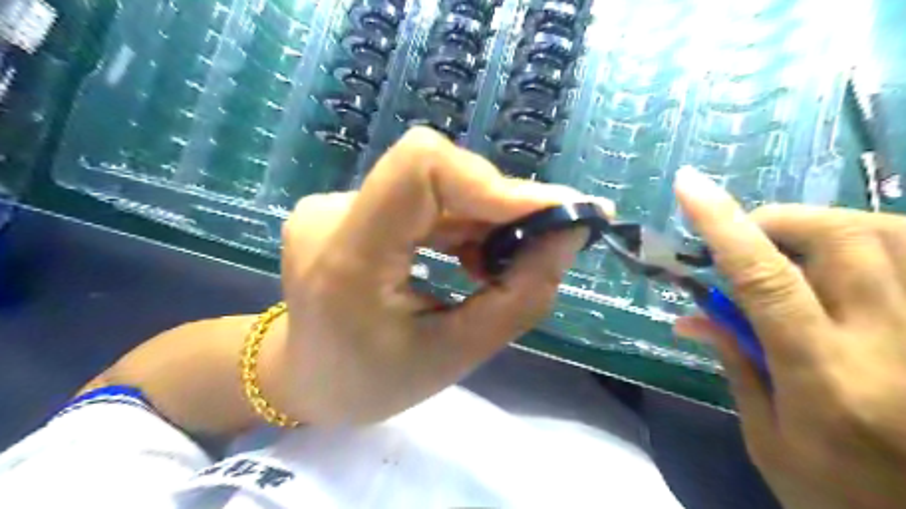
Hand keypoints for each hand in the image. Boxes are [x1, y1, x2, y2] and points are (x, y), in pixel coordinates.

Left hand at [274, 128, 608, 424]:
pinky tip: (468, 256)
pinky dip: (458, 221)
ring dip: (481, 217)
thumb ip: (521, 296)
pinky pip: (419, 197)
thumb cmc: (373, 383)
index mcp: (348, 256)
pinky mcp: (346, 208)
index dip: (493, 182)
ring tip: (496, 265)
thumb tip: (570, 233)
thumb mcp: (455, 355)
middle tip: (538, 247)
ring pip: (432, 185)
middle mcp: (332, 214)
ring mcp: (333, 205)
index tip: (551, 214)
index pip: (421, 167)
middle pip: (436, 174)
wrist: (306, 378)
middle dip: (498, 207)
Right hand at [667, 168, 905, 508]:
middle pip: (841, 239)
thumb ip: (735, 363)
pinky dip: (879, 241)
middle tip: (746, 235)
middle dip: (778, 220)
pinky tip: (850, 261)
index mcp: (824, 378)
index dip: (723, 225)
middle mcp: (892, 345)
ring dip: (828, 225)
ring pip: (894, 235)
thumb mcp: (767, 437)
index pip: (765, 279)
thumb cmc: (841, 496)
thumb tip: (691, 316)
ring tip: (794, 247)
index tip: (689, 186)